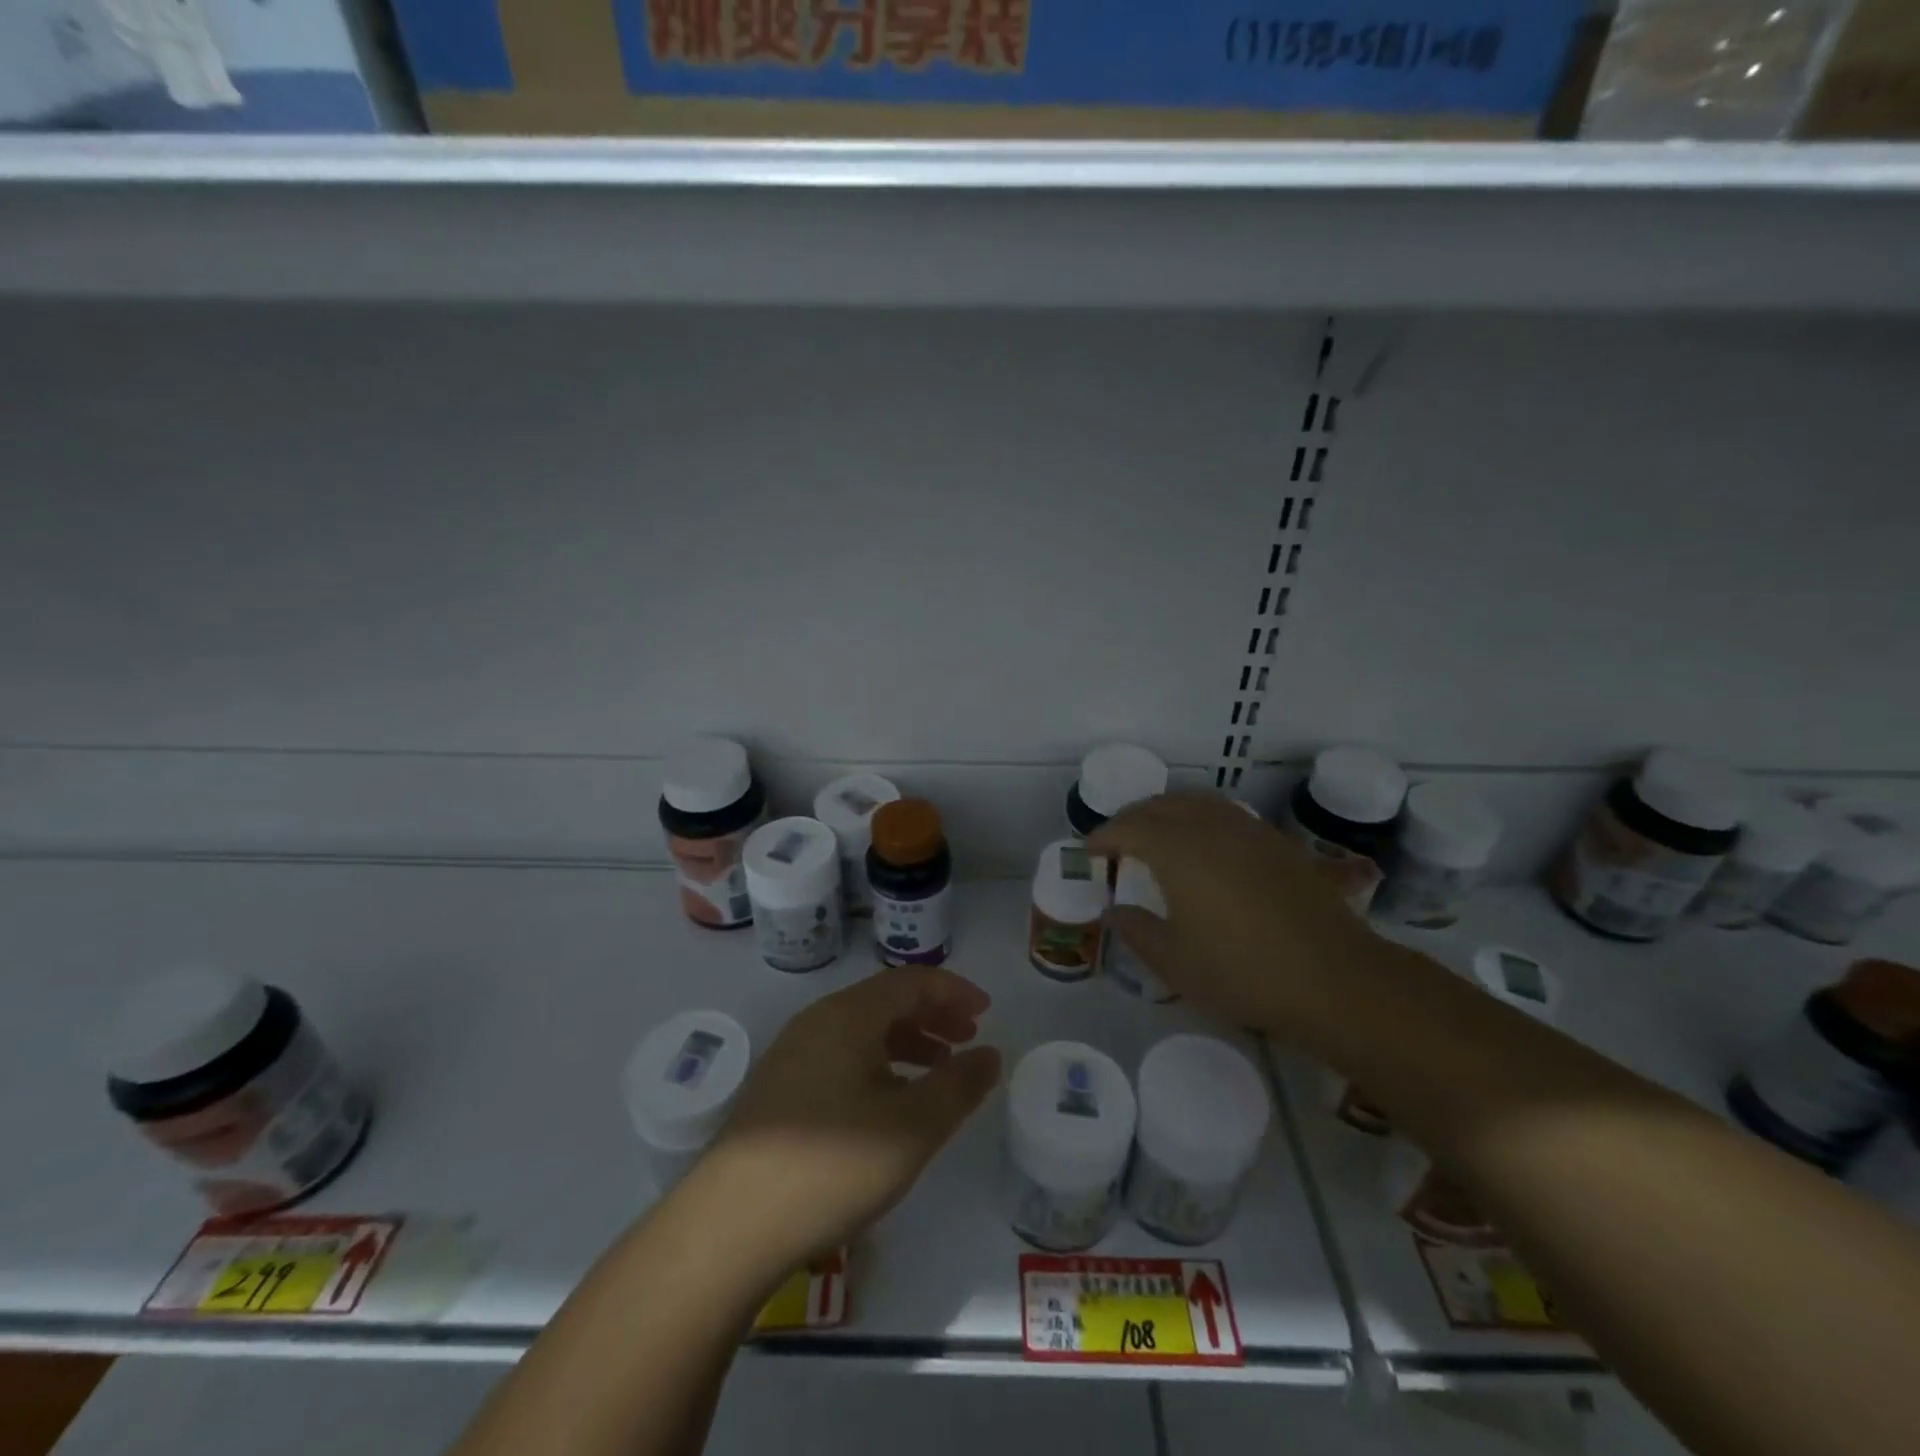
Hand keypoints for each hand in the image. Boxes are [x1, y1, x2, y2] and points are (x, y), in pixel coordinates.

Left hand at [689, 968, 1001, 1277]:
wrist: (728, 1227)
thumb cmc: (831, 1167)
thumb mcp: (911, 1128)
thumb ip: (958, 1086)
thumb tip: (990, 1054)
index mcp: (847, 1016)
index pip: (910, 981)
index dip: (953, 991)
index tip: (986, 1013)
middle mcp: (816, 1023)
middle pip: (884, 1002)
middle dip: (932, 1015)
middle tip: (967, 1040)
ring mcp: (792, 1056)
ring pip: (862, 1032)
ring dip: (906, 1043)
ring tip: (937, 1073)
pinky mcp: (778, 1091)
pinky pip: (841, 1058)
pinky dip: (877, 1066)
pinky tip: (889, 1105)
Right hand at [1088, 791, 1376, 1033]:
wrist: (1335, 977)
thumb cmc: (1244, 971)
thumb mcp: (1176, 963)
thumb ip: (1138, 932)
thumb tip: (1114, 912)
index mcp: (1178, 851)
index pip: (1130, 829)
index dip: (1104, 836)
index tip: (1089, 851)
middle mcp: (1211, 828)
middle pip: (1162, 806)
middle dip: (1133, 817)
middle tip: (1117, 839)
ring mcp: (1249, 831)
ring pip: (1197, 802)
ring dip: (1168, 811)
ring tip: (1156, 832)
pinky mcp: (1278, 843)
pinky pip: (1227, 814)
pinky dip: (1201, 817)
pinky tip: (1206, 843)